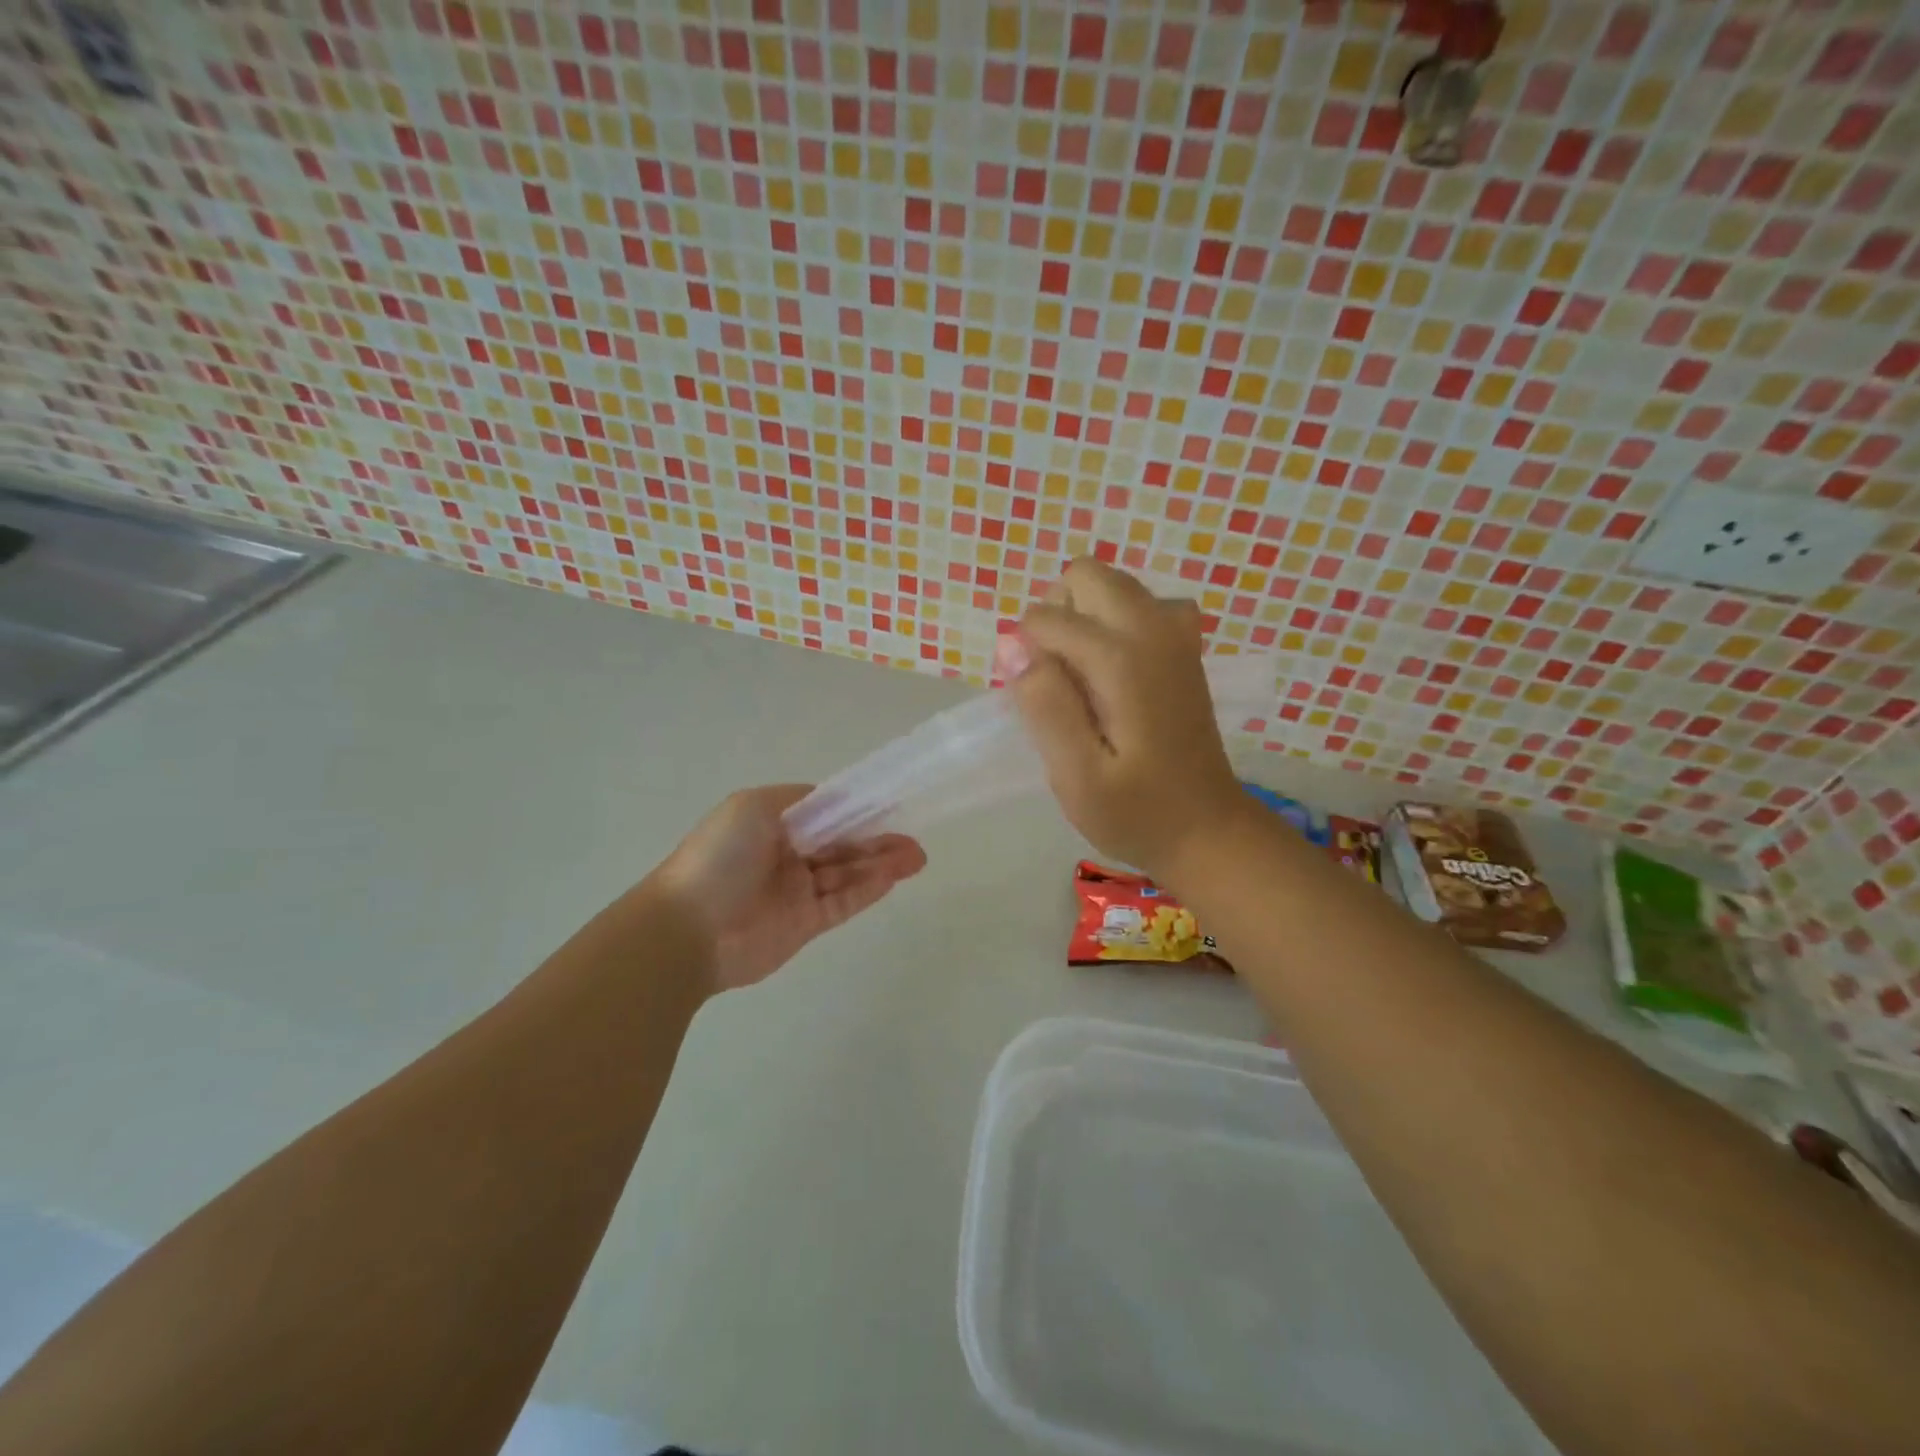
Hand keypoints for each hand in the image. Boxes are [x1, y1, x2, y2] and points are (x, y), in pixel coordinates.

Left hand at [649, 785, 925, 993]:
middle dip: (877, 839)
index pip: (824, 814)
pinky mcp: (804, 925)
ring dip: (881, 864)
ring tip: (916, 857)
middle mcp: (786, 855)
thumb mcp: (754, 807)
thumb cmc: (719, 857)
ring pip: (847, 874)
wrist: (687, 929)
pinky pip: (842, 903)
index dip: (856, 810)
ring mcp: (796, 892)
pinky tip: (892, 878)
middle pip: (841, 845)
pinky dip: (867, 889)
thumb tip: (837, 798)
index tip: (889, 805)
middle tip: (913, 840)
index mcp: (772, 825)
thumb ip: (801, 801)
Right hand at [1011, 558, 1248, 879]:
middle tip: (1061, 681)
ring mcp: (1176, 635)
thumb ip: (1045, 707)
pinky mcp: (1185, 647)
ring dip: (1085, 616)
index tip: (1040, 703)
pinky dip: (1116, 624)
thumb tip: (1013, 647)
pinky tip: (1117, 672)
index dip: (1026, 655)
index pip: (1046, 618)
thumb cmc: (1137, 813)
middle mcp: (1154, 630)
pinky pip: (1141, 605)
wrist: (1208, 830)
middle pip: (1085, 575)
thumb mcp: (1076, 776)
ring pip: (1113, 584)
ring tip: (1085, 678)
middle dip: (1056, 615)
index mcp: (1124, 659)